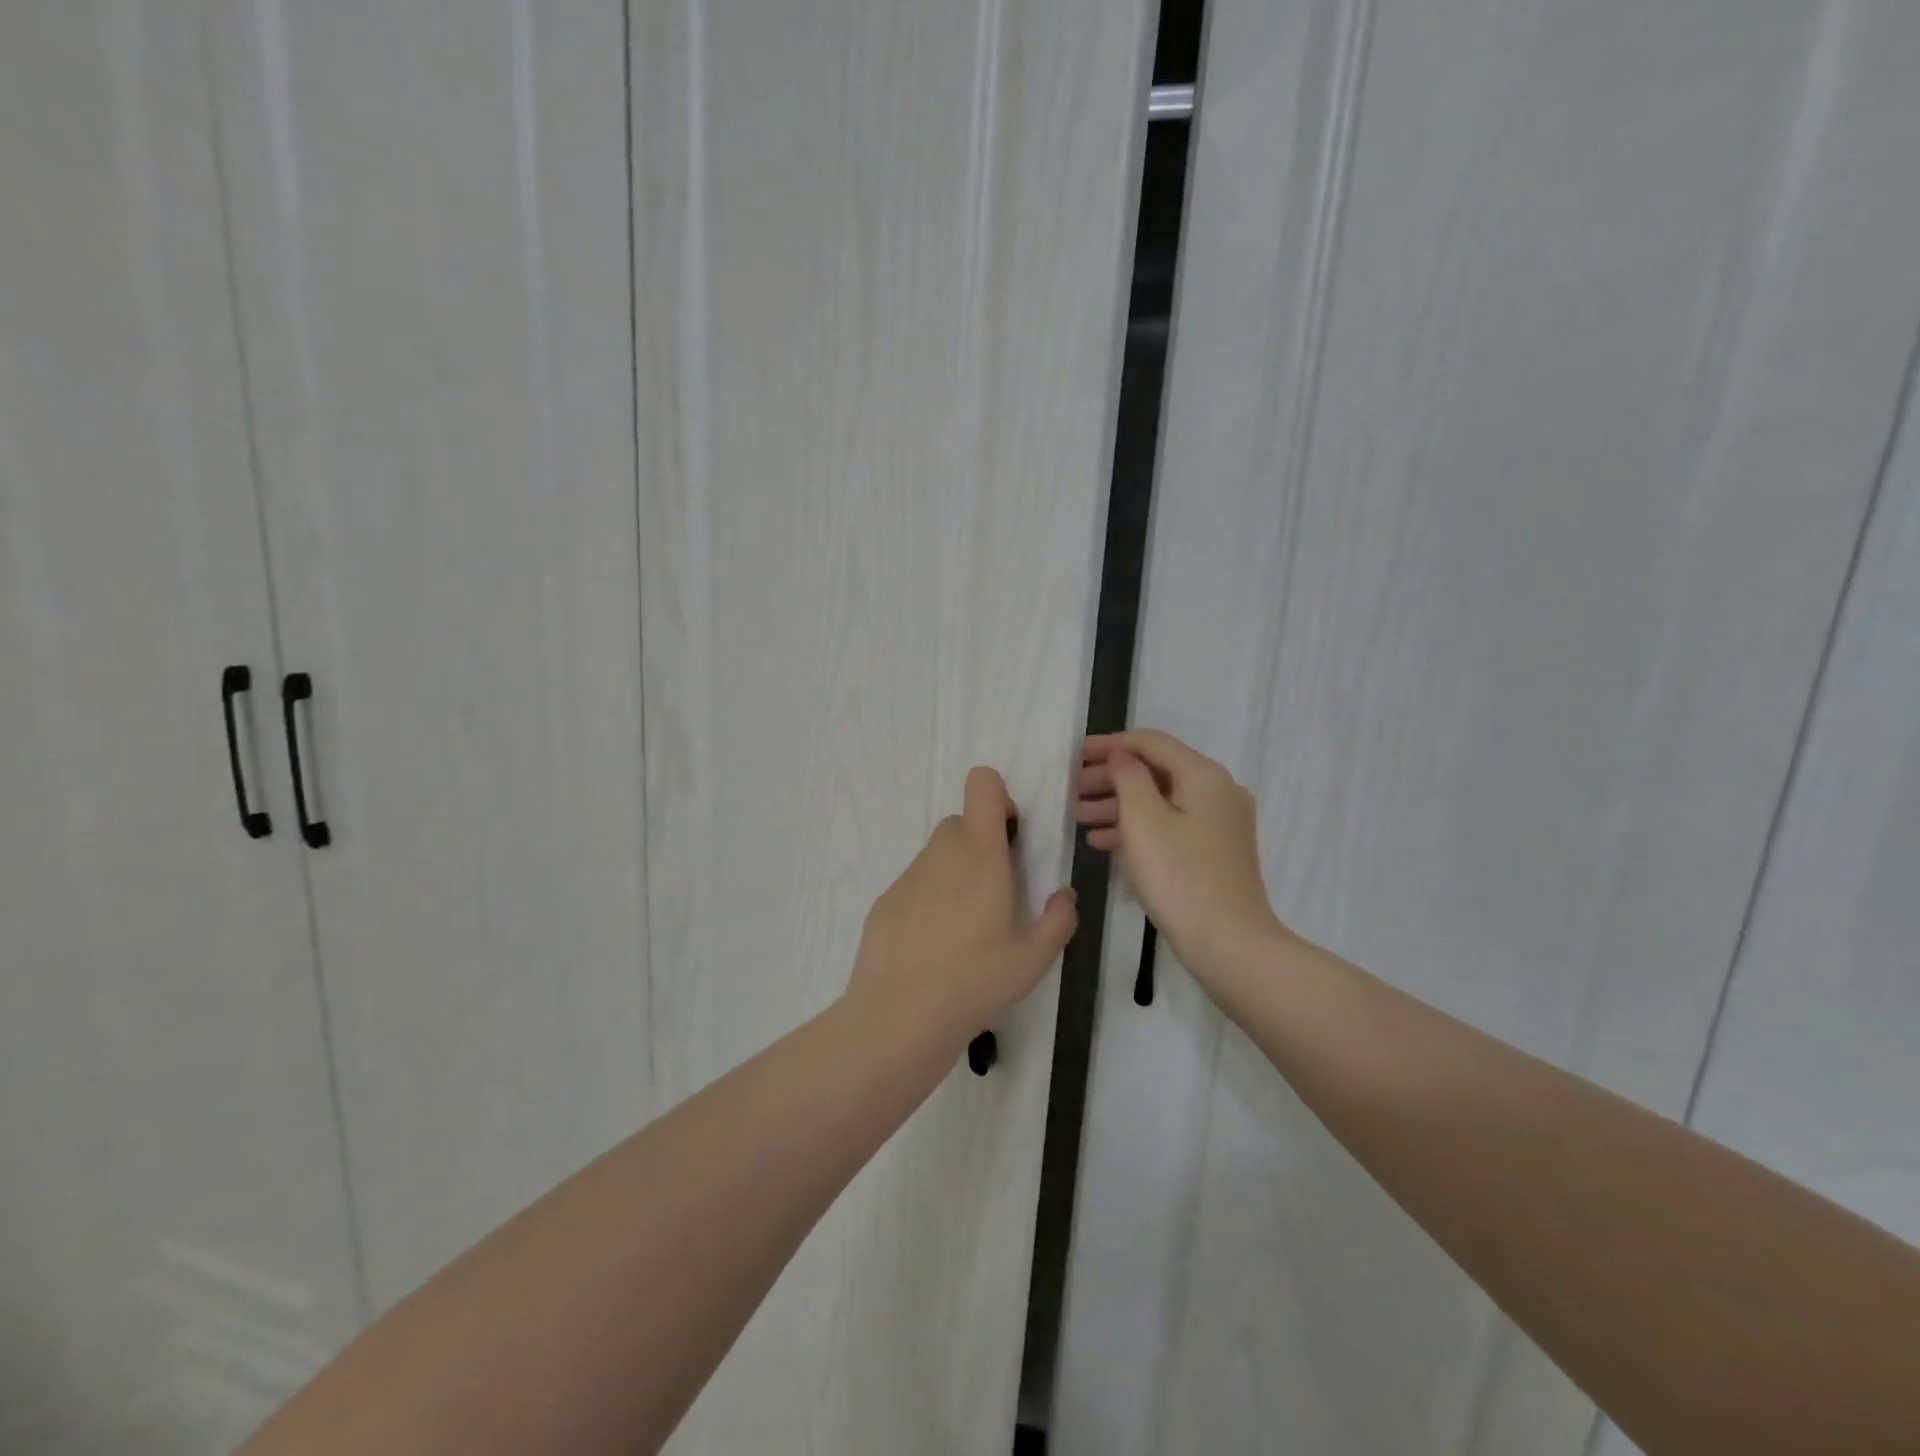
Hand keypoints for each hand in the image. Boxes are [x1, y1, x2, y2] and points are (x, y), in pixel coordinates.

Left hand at [849, 766, 1076, 1044]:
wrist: (901, 1016)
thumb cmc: (976, 980)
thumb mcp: (1035, 959)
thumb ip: (1058, 919)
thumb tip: (1062, 896)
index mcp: (981, 854)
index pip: (982, 785)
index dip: (998, 798)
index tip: (1009, 836)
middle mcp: (941, 854)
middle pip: (960, 823)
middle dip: (980, 844)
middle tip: (994, 893)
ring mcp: (908, 876)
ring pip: (937, 856)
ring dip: (954, 874)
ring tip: (963, 930)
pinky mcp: (884, 901)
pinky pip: (914, 885)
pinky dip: (927, 900)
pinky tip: (931, 947)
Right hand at [1078, 730, 1287, 980]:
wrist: (1229, 945)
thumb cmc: (1179, 877)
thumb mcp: (1143, 821)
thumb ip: (1128, 778)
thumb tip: (1121, 754)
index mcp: (1204, 775)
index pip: (1151, 742)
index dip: (1109, 744)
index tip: (1074, 754)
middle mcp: (1218, 791)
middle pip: (1156, 770)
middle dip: (1110, 777)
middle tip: (1072, 789)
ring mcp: (1220, 823)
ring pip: (1161, 800)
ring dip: (1118, 804)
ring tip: (1078, 816)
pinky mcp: (1215, 852)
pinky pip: (1170, 825)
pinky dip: (1138, 828)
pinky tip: (1102, 841)